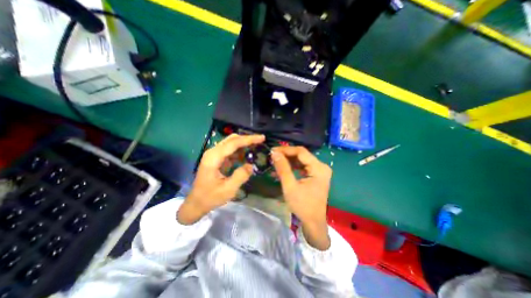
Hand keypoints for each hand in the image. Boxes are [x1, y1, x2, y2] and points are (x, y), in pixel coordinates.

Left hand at [178, 134, 264, 224]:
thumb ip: (241, 176)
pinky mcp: (216, 158)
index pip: (234, 143)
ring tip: (256, 148)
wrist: (196, 202)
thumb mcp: (228, 189)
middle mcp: (213, 152)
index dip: (249, 139)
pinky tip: (247, 155)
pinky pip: (230, 150)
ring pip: (231, 143)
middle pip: (232, 139)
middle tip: (260, 141)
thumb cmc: (210, 197)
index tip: (262, 138)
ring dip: (244, 144)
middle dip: (247, 139)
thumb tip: (251, 165)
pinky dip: (240, 151)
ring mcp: (214, 154)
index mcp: (214, 157)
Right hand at [271, 146, 329, 250]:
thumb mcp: (290, 186)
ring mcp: (320, 171)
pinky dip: (293, 167)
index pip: (301, 152)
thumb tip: (274, 153)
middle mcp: (321, 166)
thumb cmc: (302, 206)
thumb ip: (283, 168)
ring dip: (289, 160)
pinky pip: (303, 166)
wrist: (313, 222)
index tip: (273, 151)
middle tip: (273, 156)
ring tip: (276, 161)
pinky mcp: (316, 175)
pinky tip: (283, 169)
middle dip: (286, 155)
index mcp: (319, 168)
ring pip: (302, 160)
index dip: (286, 150)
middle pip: (302, 155)